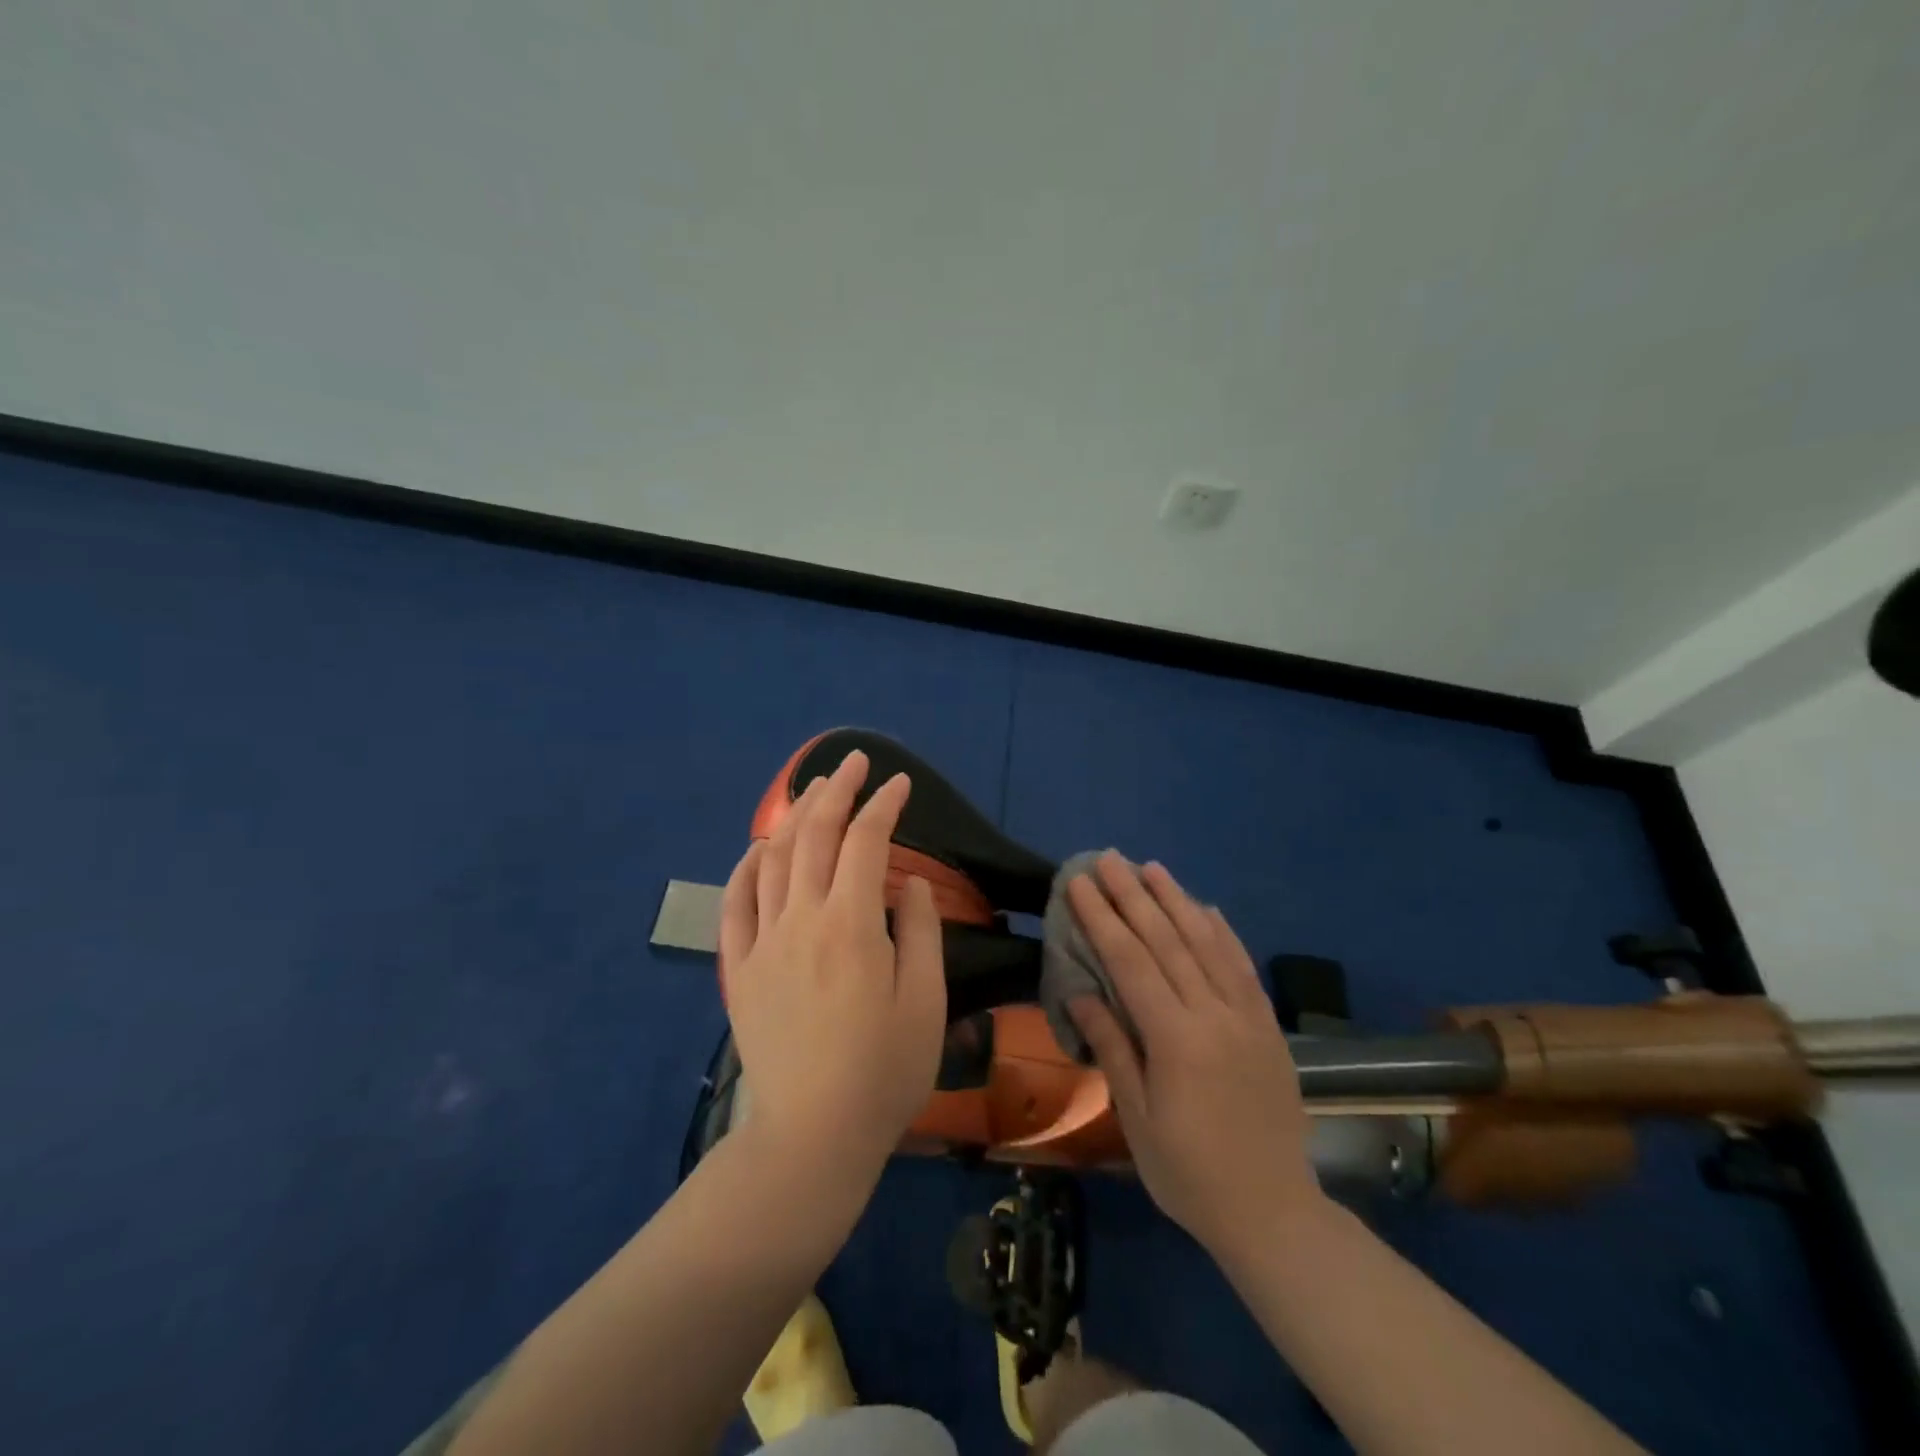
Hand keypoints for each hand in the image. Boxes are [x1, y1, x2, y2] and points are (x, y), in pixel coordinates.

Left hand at [718, 750, 946, 1190]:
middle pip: (814, 836)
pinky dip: (745, 868)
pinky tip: (758, 850)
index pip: (866, 842)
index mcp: (850, 925)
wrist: (811, 1137)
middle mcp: (800, 920)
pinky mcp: (738, 970)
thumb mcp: (926, 1003)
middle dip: (836, 791)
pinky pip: (734, 905)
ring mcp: (762, 943)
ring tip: (813, 792)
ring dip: (794, 818)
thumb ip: (919, 931)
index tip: (901, 784)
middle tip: (854, 762)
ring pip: (772, 860)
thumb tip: (906, 881)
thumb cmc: (883, 1073)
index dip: (885, 805)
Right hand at [1067, 853, 1321, 1254]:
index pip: (1131, 962)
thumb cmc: (1189, 1173)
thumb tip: (1080, 992)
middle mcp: (1214, 1015)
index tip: (1080, 884)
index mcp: (1176, 1040)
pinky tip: (1207, 908)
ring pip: (1208, 943)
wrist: (1273, 1213)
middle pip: (1168, 941)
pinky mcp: (1268, 1026)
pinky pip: (1243, 967)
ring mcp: (1247, 1017)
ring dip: (1177, 900)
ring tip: (1152, 867)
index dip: (1102, 919)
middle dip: (1133, 895)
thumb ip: (1112, 1049)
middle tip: (1108, 859)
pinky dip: (1223, 932)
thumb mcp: (1137, 1120)